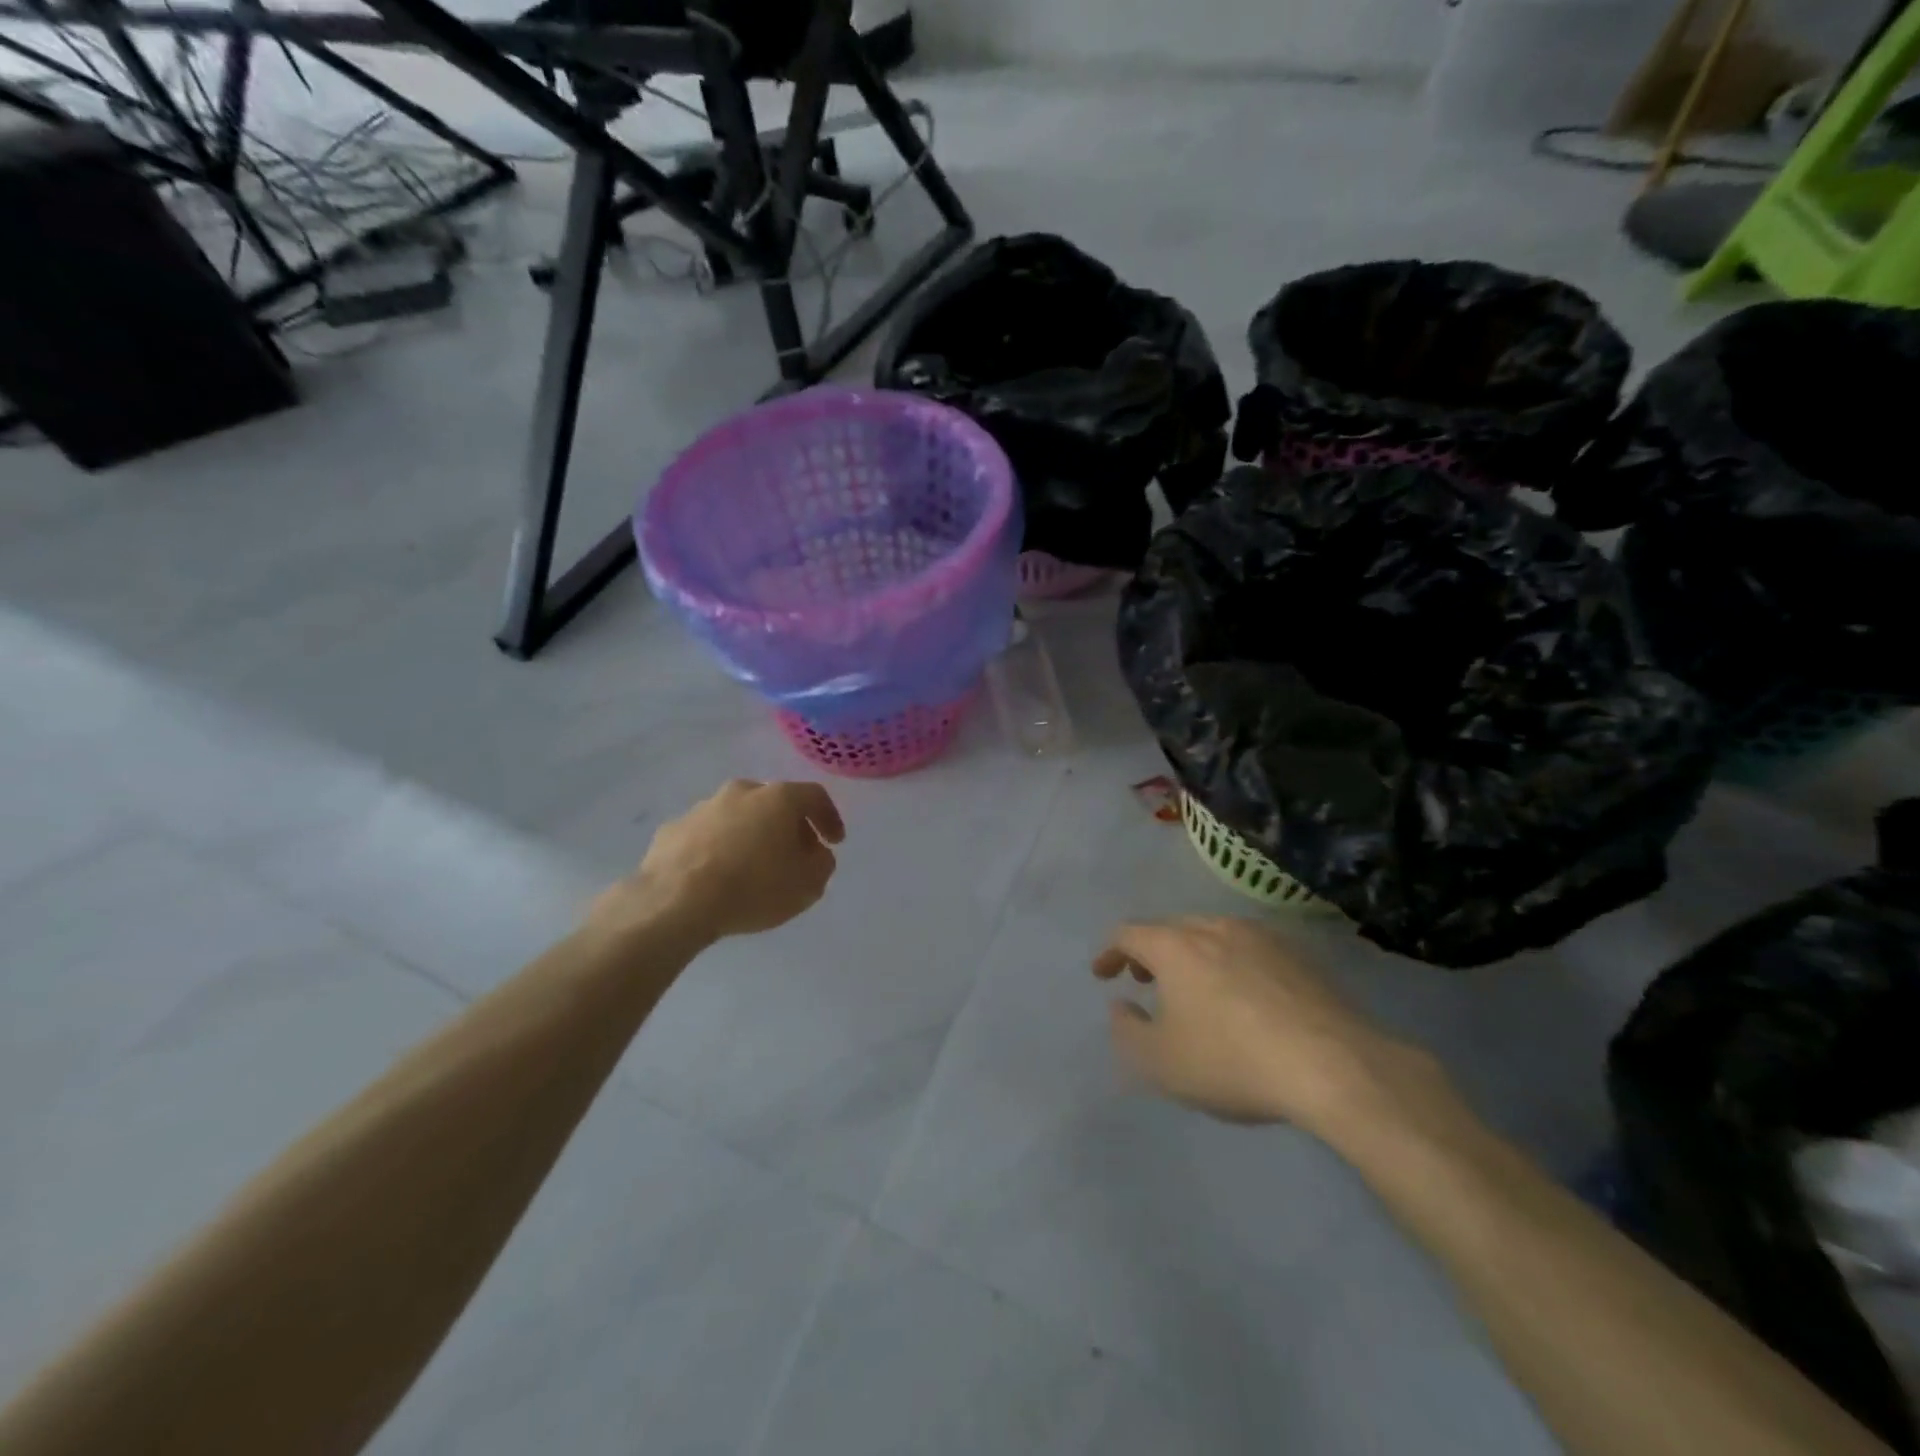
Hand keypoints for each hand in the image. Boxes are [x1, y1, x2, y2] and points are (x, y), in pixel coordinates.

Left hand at [595, 779, 845, 943]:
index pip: (815, 796)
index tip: (834, 842)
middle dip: (788, 826)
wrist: (674, 902)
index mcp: (778, 798)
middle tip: (795, 855)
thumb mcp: (807, 885)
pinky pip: (706, 835)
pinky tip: (716, 876)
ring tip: (752, 868)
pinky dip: (718, 848)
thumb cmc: (753, 888)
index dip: (830, 818)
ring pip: (738, 816)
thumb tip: (816, 854)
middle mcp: (741, 792)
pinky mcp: (672, 829)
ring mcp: (703, 808)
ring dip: (751, 835)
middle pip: (774, 803)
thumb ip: (822, 864)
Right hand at [1093, 917, 1437, 1134]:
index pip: (1129, 934)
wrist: (1333, 1066)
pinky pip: (1247, 949)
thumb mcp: (1161, 1063)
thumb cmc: (1232, 1061)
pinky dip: (1229, 964)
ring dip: (1191, 956)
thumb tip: (1121, 1007)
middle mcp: (1214, 927)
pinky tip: (1242, 997)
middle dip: (1150, 952)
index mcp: (1175, 946)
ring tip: (1193, 989)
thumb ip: (1128, 1032)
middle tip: (1145, 981)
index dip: (1110, 952)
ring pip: (1211, 934)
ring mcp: (1260, 936)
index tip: (1103, 974)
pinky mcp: (1298, 955)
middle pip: (1170, 929)